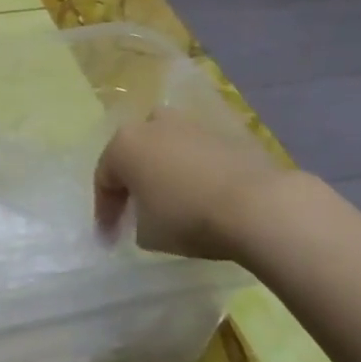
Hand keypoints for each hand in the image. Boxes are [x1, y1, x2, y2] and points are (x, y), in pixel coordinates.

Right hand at [94, 106, 286, 262]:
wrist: (256, 205)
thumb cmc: (187, 217)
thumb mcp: (147, 234)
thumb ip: (136, 221)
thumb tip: (147, 217)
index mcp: (124, 144)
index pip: (104, 179)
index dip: (104, 211)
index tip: (109, 237)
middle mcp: (152, 124)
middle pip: (135, 153)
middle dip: (133, 180)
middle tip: (137, 210)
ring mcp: (190, 124)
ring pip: (167, 147)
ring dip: (165, 170)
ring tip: (173, 200)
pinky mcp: (225, 133)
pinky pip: (197, 154)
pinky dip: (195, 171)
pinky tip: (204, 195)